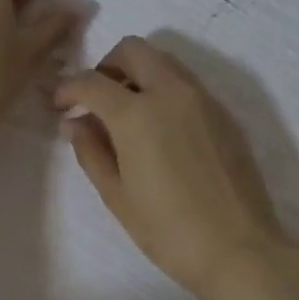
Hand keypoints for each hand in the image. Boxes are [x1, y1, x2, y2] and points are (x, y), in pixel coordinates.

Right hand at [53, 37, 295, 299]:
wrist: (239, 249)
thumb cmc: (168, 230)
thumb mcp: (117, 196)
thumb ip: (91, 151)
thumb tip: (75, 123)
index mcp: (137, 114)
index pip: (92, 81)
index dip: (68, 89)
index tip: (59, 106)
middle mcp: (172, 93)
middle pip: (133, 50)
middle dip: (106, 66)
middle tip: (95, 100)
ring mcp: (203, 100)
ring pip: (164, 61)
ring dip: (137, 74)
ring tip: (126, 115)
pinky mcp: (224, 114)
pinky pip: (186, 83)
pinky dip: (164, 89)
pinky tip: (159, 130)